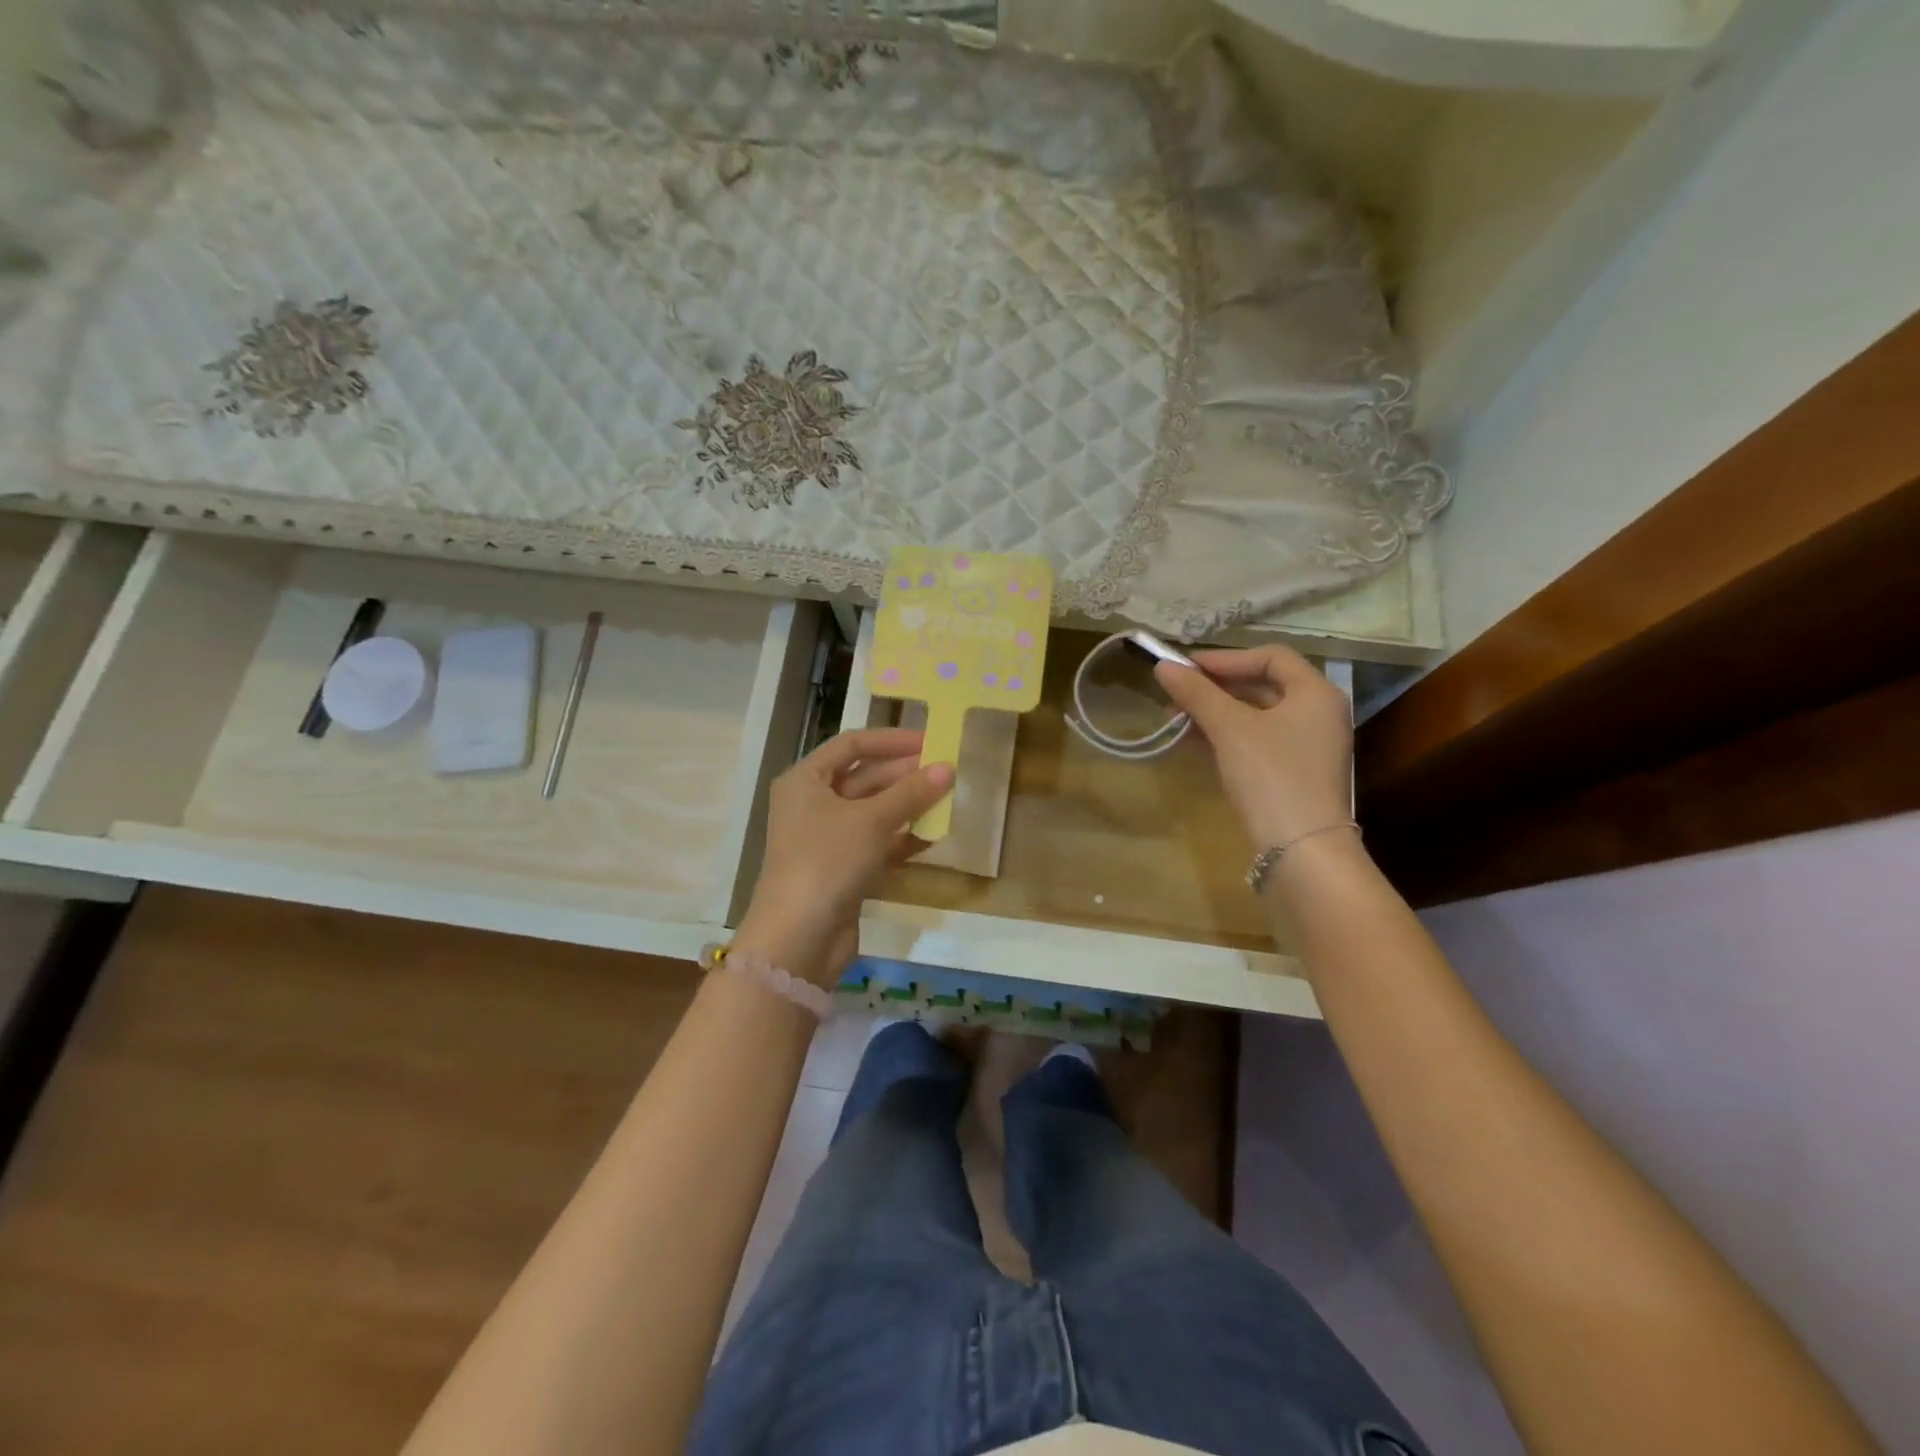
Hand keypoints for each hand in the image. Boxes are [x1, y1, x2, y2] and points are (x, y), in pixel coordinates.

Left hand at [734, 727, 953, 986]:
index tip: (930, 742)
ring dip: (907, 806)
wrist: (800, 937)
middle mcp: (812, 803)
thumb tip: (948, 767)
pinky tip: (933, 836)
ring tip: (947, 799)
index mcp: (805, 780)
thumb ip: (911, 793)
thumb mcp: (872, 820)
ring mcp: (826, 838)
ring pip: (873, 812)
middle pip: (863, 777)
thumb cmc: (828, 860)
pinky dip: (901, 838)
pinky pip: (876, 843)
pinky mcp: (841, 869)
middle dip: (904, 774)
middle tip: (945, 772)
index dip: (891, 740)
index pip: (851, 744)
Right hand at [1155, 647, 1353, 852]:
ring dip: (1215, 713)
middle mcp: (1318, 714)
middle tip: (1175, 694)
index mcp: (1315, 693)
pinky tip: (1193, 743)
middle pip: (1262, 686)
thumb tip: (1162, 665)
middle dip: (1215, 688)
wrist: (1301, 849)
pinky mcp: (1294, 774)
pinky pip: (1256, 742)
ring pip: (1256, 717)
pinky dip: (1226, 737)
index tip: (1187, 667)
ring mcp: (1308, 747)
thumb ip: (1197, 694)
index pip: (1271, 657)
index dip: (1226, 658)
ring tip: (1175, 719)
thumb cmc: (1271, 775)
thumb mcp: (1229, 728)